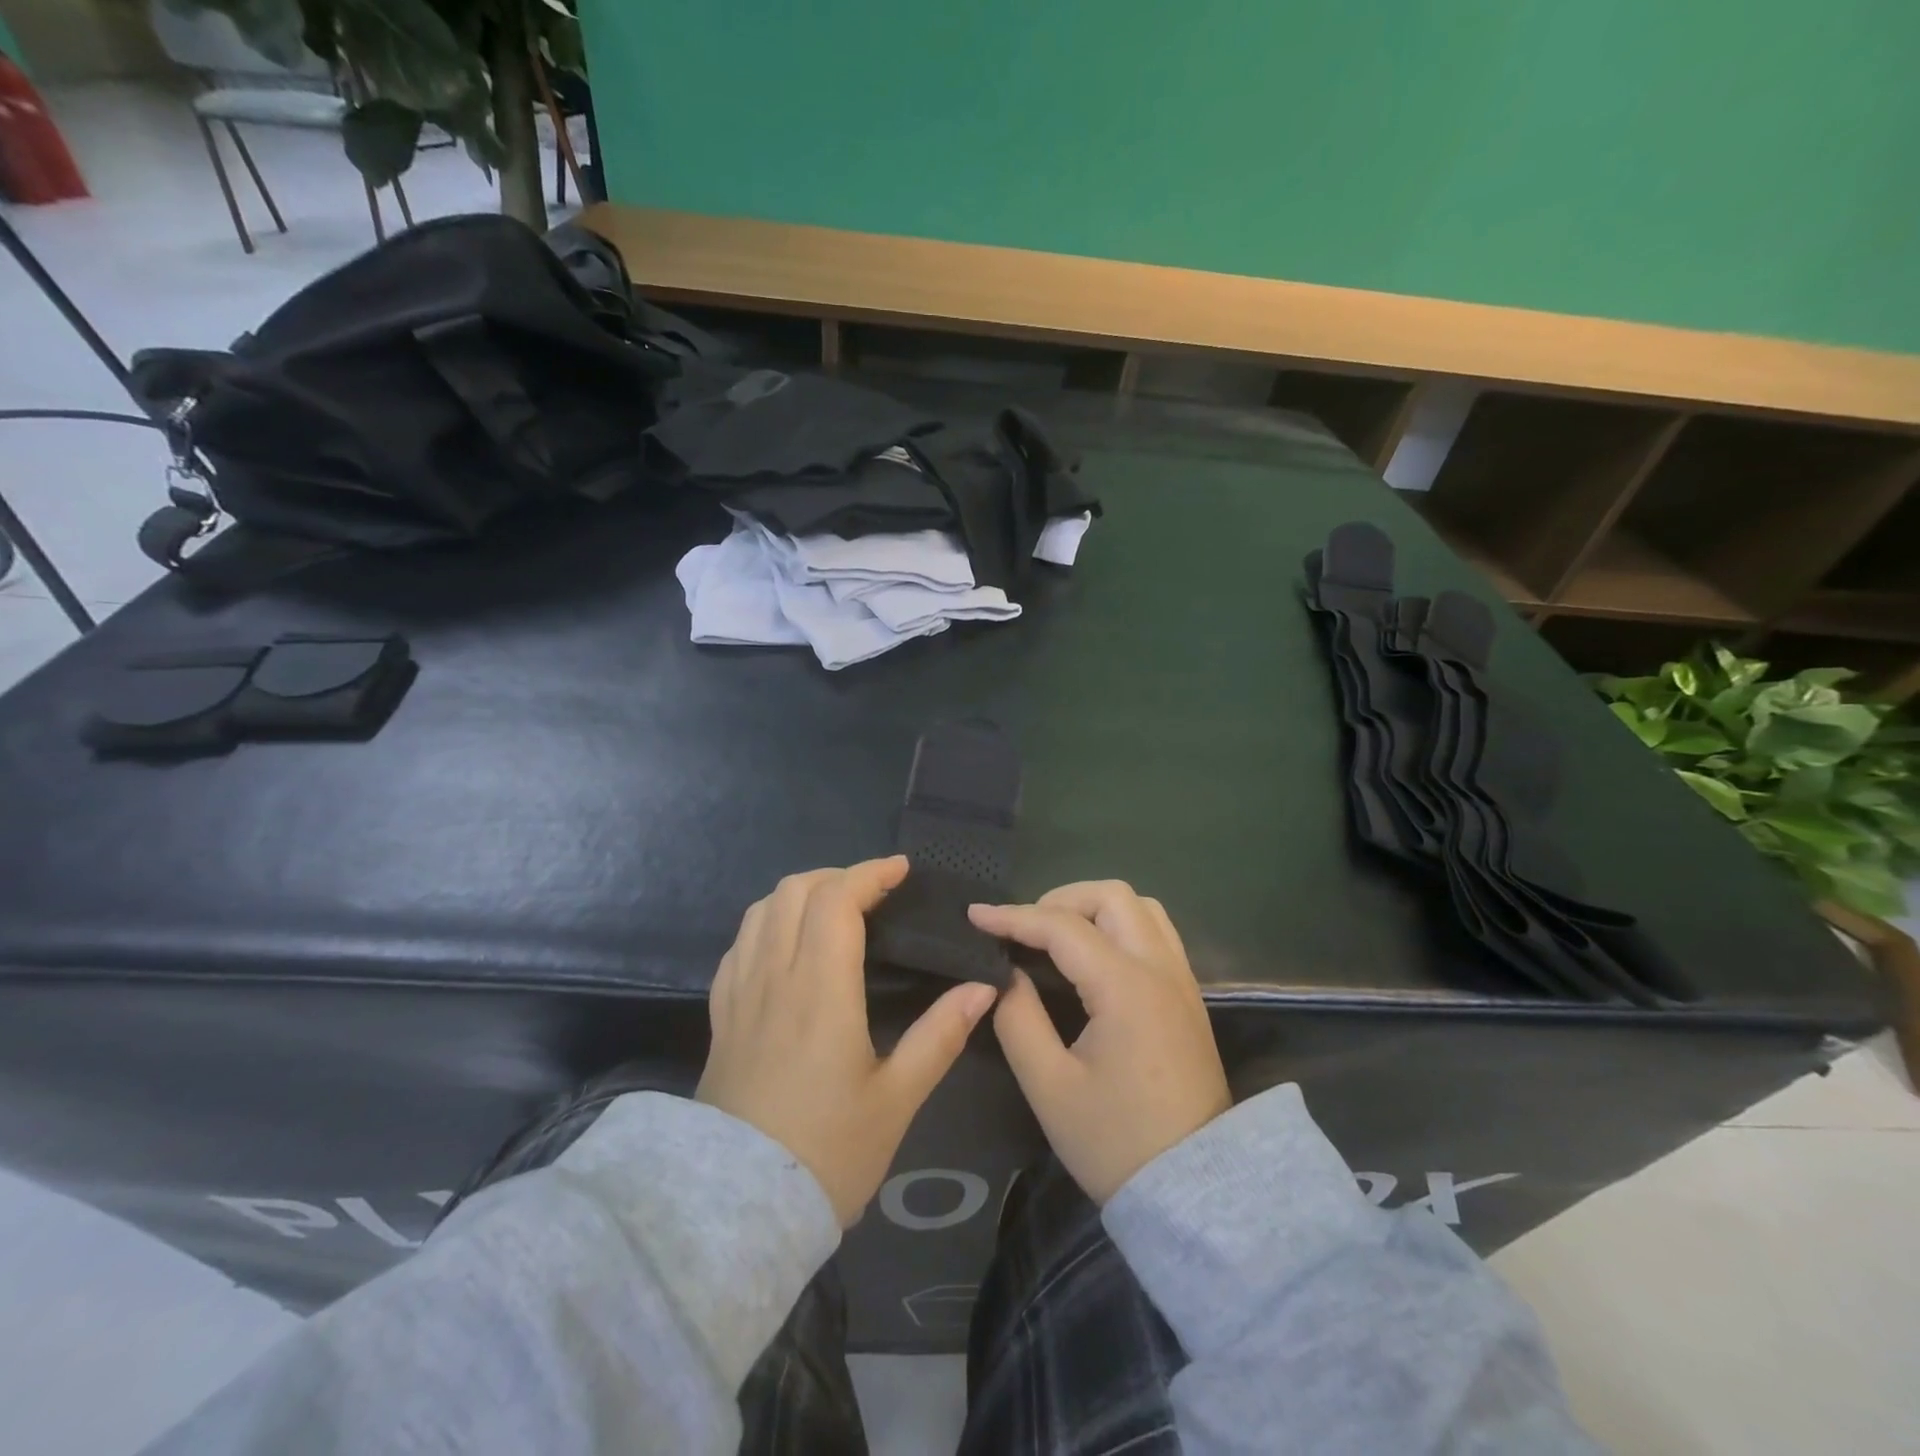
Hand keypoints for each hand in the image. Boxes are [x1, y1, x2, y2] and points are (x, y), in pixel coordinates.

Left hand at [697, 857, 999, 1226]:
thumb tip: (982, 988)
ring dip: (801, 893)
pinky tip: (788, 945)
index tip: (901, 871)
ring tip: (835, 910)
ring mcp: (740, 994)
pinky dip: (768, 922)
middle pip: (794, 891)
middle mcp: (774, 977)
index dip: (870, 874)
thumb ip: (940, 1036)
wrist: (736, 1212)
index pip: (836, 900)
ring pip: (761, 910)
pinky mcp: (722, 1015)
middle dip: (838, 876)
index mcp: (820, 990)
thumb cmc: (827, 1153)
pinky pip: (739, 944)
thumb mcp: (896, 1100)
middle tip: (875, 893)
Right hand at [970, 882, 1229, 1205]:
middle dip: (1059, 899)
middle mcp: (1160, 969)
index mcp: (1126, 988)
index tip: (975, 916)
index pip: (1062, 927)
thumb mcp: (1049, 1086)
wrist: (1195, 1190)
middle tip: (1023, 928)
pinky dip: (1119, 924)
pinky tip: (1093, 954)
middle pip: (1112, 896)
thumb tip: (1006, 975)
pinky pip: (1155, 931)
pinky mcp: (1188, 995)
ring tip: (1056, 934)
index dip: (1013, 916)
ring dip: (1094, 907)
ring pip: (1140, 907)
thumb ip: (1018, 1019)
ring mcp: (1181, 979)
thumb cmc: (1115, 1141)